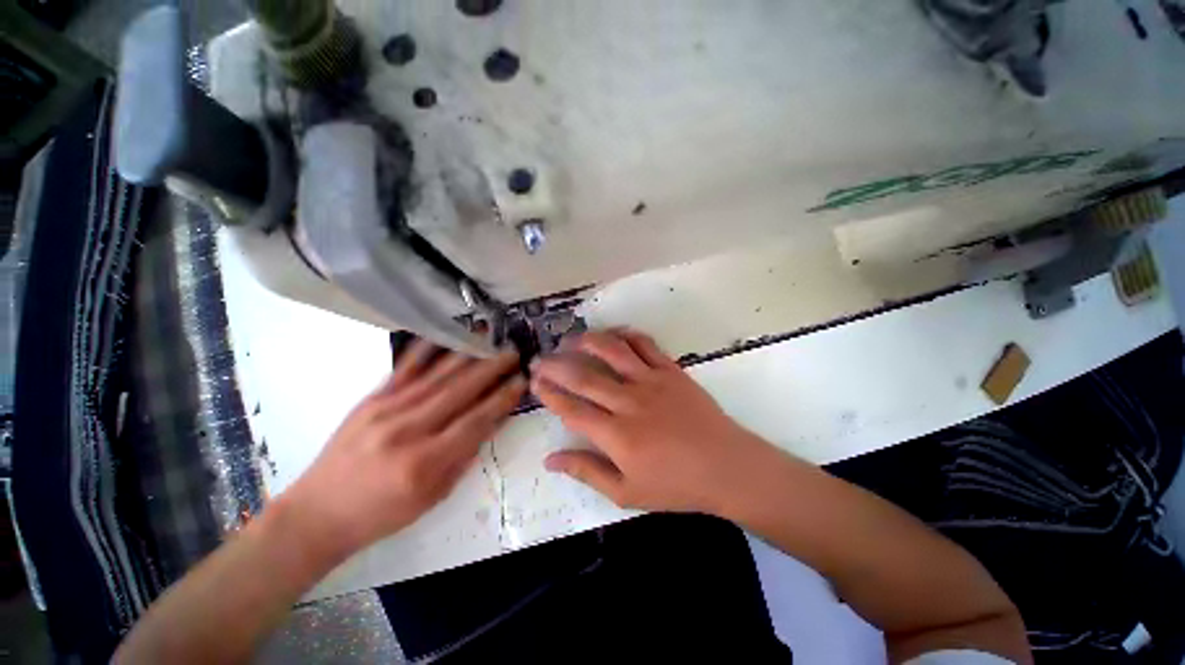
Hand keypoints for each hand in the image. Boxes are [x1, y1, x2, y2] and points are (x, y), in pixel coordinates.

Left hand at [282, 340, 524, 560]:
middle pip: (460, 390)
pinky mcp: (371, 399)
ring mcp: (386, 410)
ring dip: (467, 354)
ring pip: (437, 375)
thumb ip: (465, 455)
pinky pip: (405, 368)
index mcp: (426, 461)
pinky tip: (445, 336)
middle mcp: (408, 430)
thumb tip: (492, 421)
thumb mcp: (433, 496)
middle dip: (491, 368)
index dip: (502, 398)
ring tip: (488, 337)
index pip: (476, 420)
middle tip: (513, 352)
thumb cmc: (382, 513)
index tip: (521, 380)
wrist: (317, 513)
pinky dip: (427, 350)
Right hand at [532, 329, 773, 514]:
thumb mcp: (626, 492)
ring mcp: (651, 381)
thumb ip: (586, 472)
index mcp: (616, 435)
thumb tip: (550, 458)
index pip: (571, 408)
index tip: (534, 382)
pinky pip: (644, 344)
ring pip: (611, 351)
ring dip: (586, 341)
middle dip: (555, 365)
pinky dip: (626, 335)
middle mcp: (629, 402)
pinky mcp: (671, 370)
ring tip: (569, 339)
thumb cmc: (676, 485)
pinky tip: (613, 334)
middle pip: (583, 376)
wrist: (726, 466)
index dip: (549, 393)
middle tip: (539, 359)